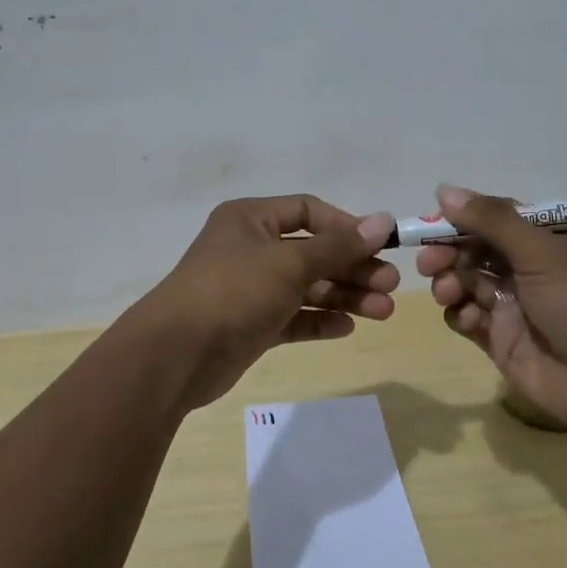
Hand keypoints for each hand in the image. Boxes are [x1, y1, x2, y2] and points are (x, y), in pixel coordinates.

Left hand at [140, 195, 398, 408]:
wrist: (175, 355)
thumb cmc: (233, 291)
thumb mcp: (289, 263)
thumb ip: (338, 246)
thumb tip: (383, 220)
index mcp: (251, 220)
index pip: (308, 211)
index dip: (345, 227)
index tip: (379, 245)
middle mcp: (250, 249)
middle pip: (313, 252)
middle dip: (352, 268)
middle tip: (391, 286)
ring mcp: (250, 289)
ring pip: (306, 287)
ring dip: (344, 297)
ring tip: (383, 312)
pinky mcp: (251, 325)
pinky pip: (293, 317)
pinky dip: (319, 320)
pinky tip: (347, 327)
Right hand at [417, 184, 566, 430]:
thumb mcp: (539, 250)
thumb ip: (491, 219)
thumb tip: (443, 190)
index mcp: (545, 238)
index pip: (493, 217)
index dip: (461, 219)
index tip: (431, 224)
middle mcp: (527, 266)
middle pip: (473, 248)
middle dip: (447, 251)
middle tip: (428, 262)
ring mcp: (512, 302)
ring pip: (464, 281)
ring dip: (449, 282)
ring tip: (446, 292)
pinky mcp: (499, 336)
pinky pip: (466, 316)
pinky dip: (459, 313)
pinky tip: (469, 319)